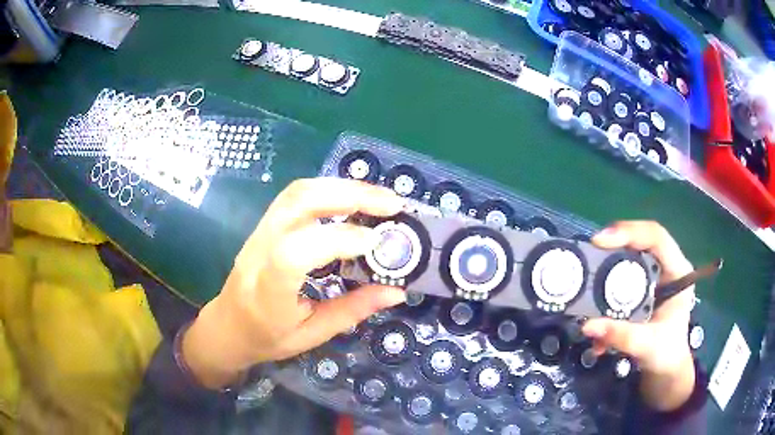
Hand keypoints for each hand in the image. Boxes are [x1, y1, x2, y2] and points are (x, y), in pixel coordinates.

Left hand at [182, 178, 407, 388]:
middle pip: (297, 204)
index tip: (375, 243)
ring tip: (378, 197)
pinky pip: (296, 196)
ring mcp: (258, 232)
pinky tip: (353, 199)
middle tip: (392, 204)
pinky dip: (330, 190)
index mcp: (267, 293)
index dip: (336, 241)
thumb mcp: (312, 335)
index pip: (293, 254)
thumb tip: (396, 290)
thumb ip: (352, 311)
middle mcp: (258, 252)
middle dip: (349, 196)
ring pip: (297, 192)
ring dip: (342, 187)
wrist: (228, 325)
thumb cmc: (267, 338)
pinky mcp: (264, 224)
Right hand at [582, 221, 695, 411]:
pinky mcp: (642, 285)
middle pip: (640, 240)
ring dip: (608, 262)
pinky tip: (596, 301)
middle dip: (615, 243)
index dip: (630, 232)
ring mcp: (654, 275)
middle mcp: (666, 266)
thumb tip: (587, 325)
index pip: (657, 237)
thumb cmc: (665, 353)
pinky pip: (623, 272)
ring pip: (630, 255)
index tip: (601, 241)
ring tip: (588, 271)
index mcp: (677, 272)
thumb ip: (621, 335)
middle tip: (589, 251)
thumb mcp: (647, 345)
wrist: (665, 366)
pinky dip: (607, 282)